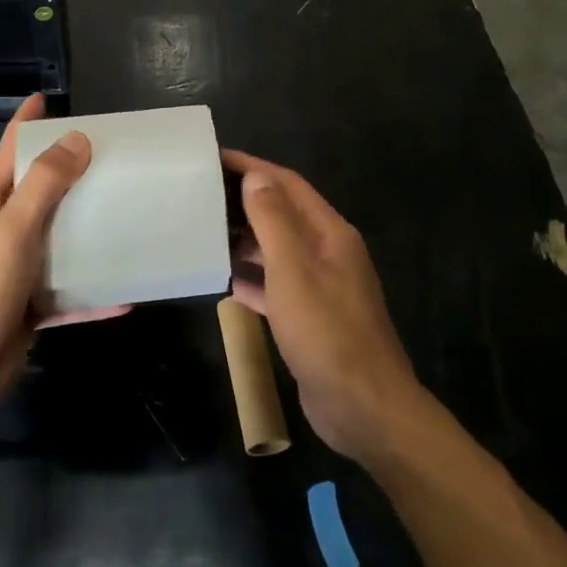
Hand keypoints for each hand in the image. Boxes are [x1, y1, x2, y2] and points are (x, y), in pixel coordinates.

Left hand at [0, 95, 101, 403]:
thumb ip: (44, 184)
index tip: (48, 99)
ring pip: (56, 239)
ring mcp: (14, 269)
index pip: (8, 152)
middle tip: (108, 156)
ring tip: (124, 211)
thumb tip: (76, 140)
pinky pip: (68, 290)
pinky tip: (125, 292)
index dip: (27, 124)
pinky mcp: (29, 304)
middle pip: (37, 192)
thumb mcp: (12, 229)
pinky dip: (93, 290)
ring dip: (86, 228)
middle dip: (68, 172)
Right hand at [224, 150, 424, 466]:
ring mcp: (321, 287)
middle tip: (202, 194)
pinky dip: (253, 278)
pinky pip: (277, 286)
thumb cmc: (327, 333)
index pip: (288, 185)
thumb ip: (274, 221)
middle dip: (246, 201)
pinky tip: (226, 280)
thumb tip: (256, 177)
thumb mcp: (294, 271)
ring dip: (246, 239)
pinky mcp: (310, 318)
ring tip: (206, 231)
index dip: (254, 168)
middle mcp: (328, 253)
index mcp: (330, 233)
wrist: (364, 408)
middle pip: (283, 214)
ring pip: (278, 250)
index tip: (215, 158)